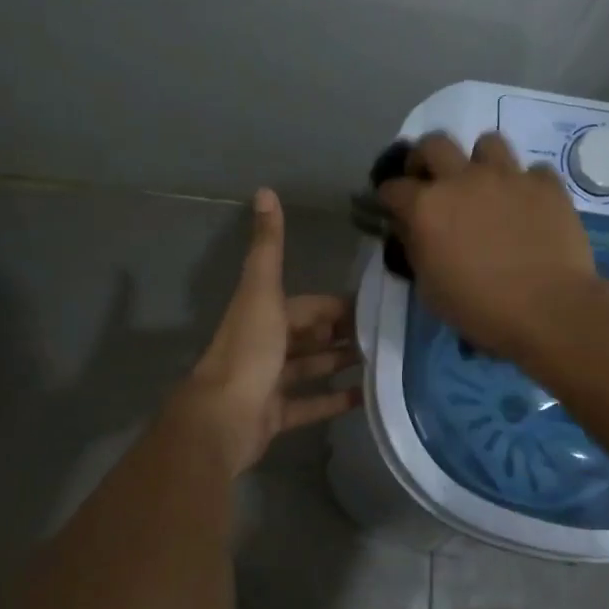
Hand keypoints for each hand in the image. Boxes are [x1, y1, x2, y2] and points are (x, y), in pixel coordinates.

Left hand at [179, 188, 361, 474]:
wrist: (223, 417)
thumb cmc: (248, 350)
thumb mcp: (262, 290)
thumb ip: (268, 245)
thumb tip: (264, 190)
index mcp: (265, 314)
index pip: (308, 306)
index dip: (337, 306)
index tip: (375, 308)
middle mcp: (266, 345)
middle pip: (311, 337)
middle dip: (343, 335)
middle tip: (386, 338)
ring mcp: (270, 382)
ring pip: (311, 369)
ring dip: (340, 364)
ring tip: (381, 363)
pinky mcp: (275, 415)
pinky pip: (310, 405)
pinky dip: (334, 400)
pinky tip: (365, 397)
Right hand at [376, 132, 597, 359]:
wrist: (548, 309)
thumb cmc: (480, 309)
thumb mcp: (430, 290)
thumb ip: (416, 250)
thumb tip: (411, 229)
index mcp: (426, 207)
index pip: (393, 187)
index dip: (390, 197)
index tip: (393, 207)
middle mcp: (463, 179)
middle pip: (434, 143)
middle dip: (426, 158)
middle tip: (433, 180)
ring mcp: (508, 176)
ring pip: (488, 142)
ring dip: (481, 161)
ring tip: (486, 186)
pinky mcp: (547, 184)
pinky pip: (533, 171)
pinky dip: (527, 186)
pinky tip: (529, 207)